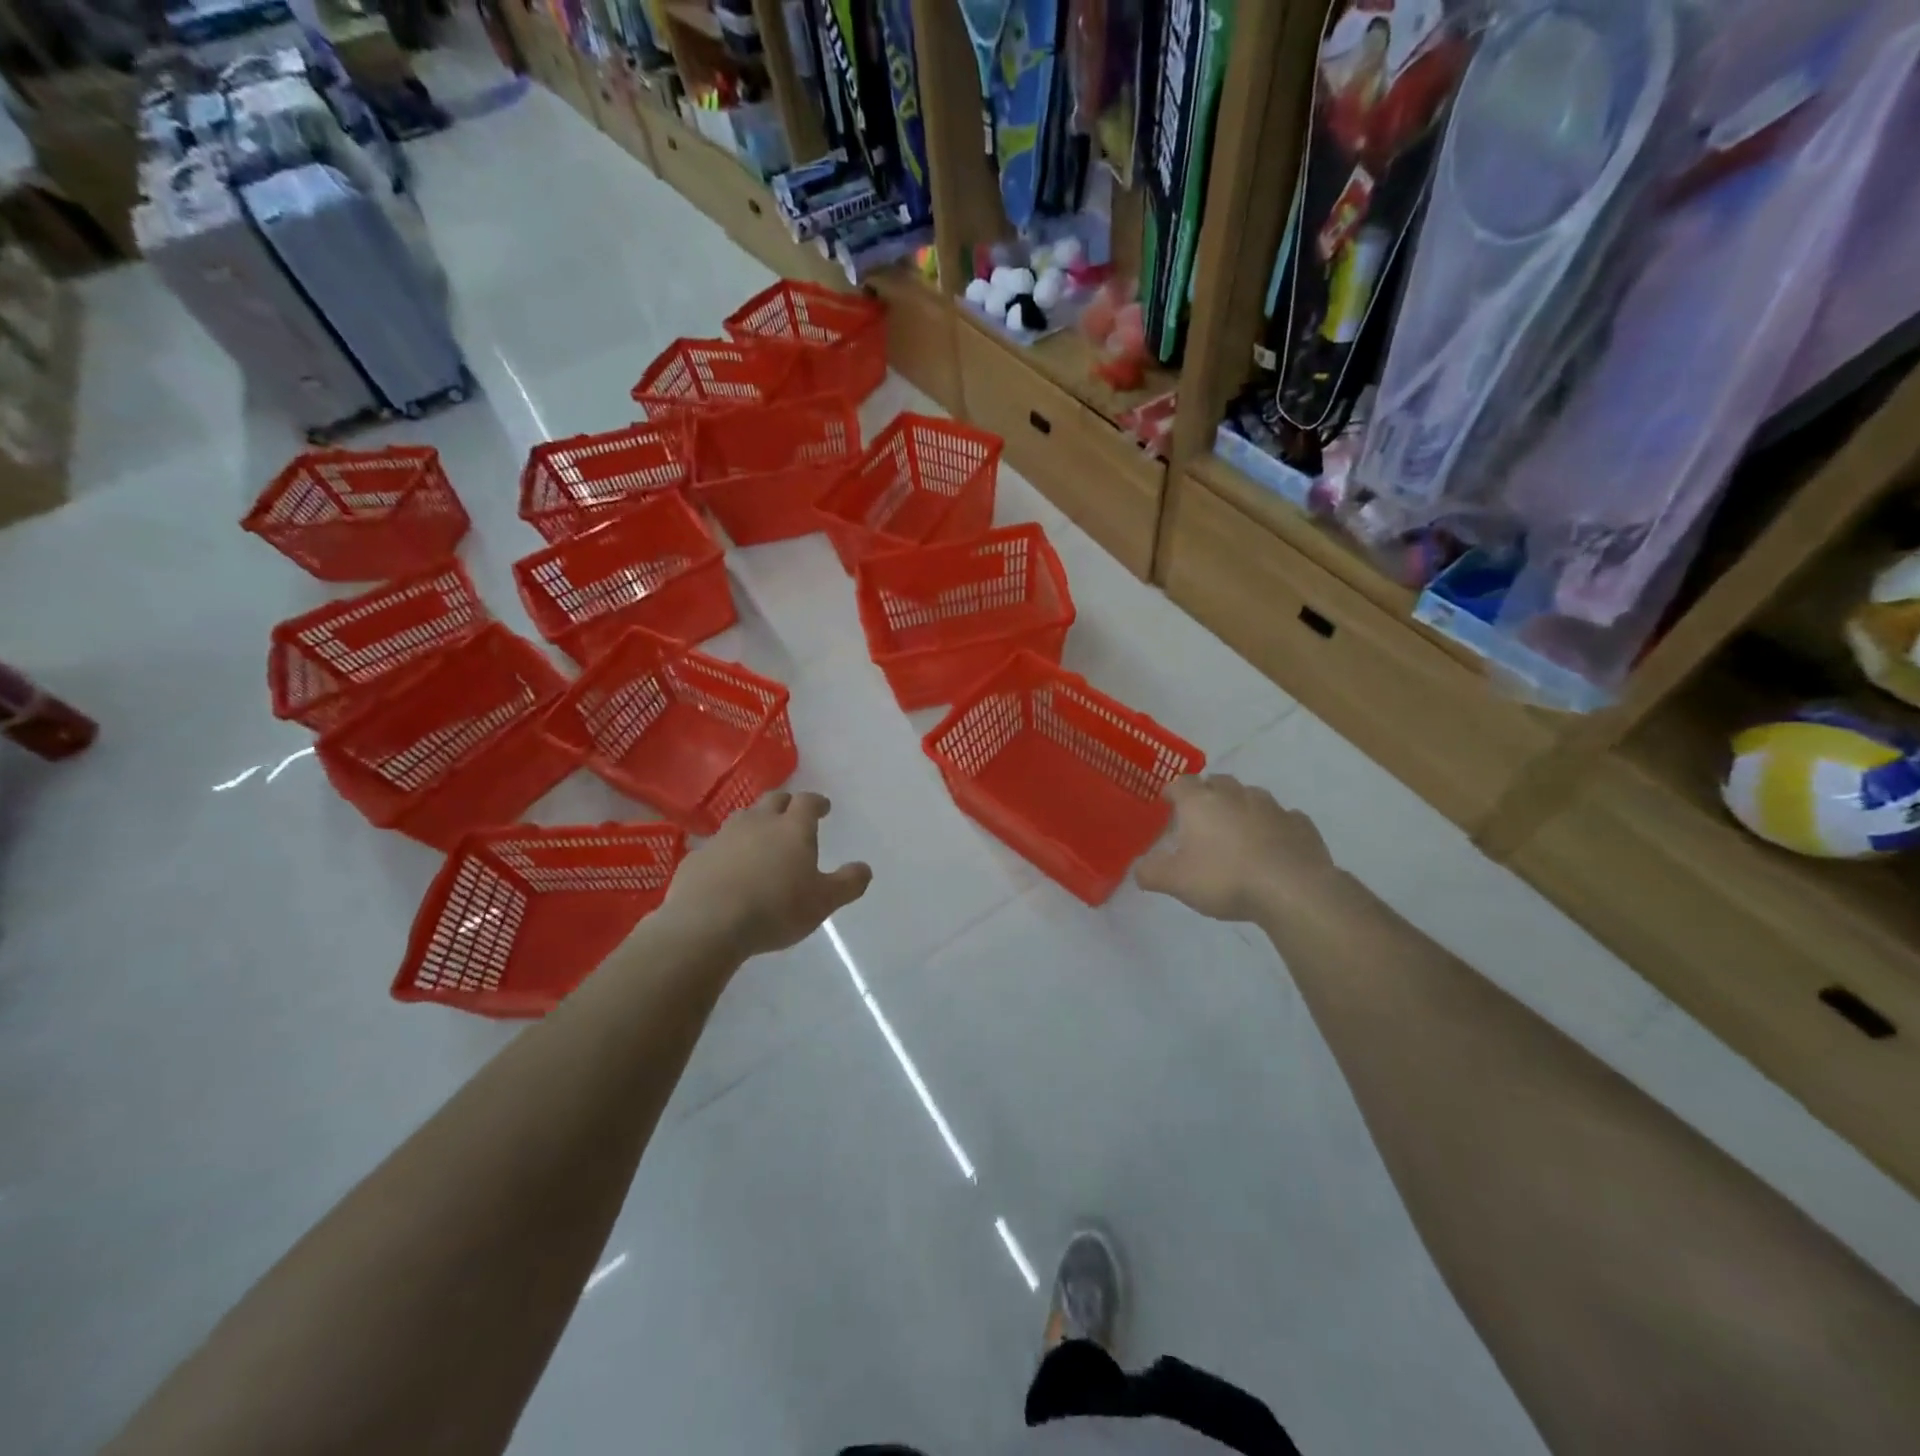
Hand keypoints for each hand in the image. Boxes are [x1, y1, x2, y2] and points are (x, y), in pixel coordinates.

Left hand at [663, 792, 871, 957]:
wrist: (707, 923)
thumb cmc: (775, 909)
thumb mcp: (823, 902)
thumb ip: (847, 883)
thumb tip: (865, 868)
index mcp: (792, 828)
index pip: (807, 802)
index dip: (817, 802)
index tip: (823, 808)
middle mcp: (758, 823)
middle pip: (773, 801)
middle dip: (785, 805)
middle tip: (792, 816)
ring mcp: (723, 837)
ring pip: (742, 819)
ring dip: (755, 824)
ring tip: (760, 840)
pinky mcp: (697, 857)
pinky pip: (717, 847)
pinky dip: (727, 852)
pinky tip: (728, 870)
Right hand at [1136, 775, 1340, 924]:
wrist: (1292, 889)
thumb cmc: (1224, 878)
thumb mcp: (1176, 881)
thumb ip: (1151, 873)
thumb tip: (1138, 870)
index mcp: (1200, 802)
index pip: (1181, 782)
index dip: (1173, 790)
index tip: (1168, 802)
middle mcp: (1235, 795)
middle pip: (1218, 782)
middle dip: (1208, 794)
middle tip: (1202, 817)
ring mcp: (1272, 807)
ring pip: (1252, 797)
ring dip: (1242, 807)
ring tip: (1237, 831)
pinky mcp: (1301, 824)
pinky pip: (1283, 818)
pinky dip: (1274, 826)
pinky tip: (1273, 845)